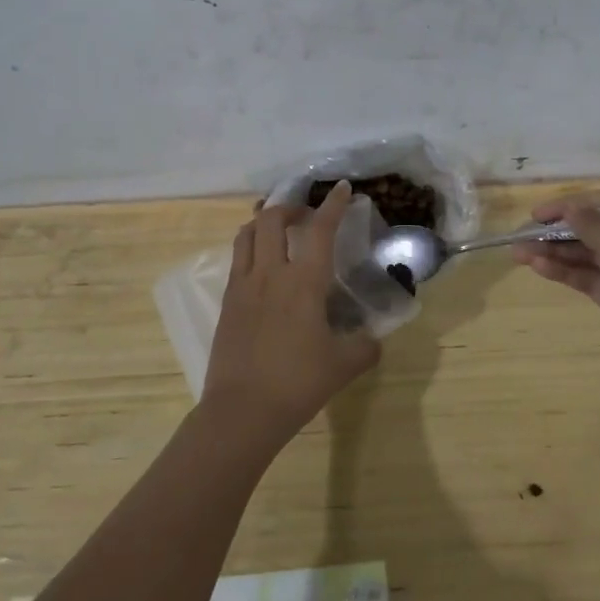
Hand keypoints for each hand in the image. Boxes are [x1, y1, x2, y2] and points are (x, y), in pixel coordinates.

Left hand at [204, 181, 381, 446]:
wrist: (242, 411)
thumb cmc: (298, 383)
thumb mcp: (345, 365)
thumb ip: (365, 345)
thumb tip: (372, 338)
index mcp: (304, 282)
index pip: (320, 230)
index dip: (333, 205)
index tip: (342, 189)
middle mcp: (270, 273)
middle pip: (272, 218)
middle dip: (291, 206)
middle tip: (307, 215)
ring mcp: (243, 286)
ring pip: (247, 233)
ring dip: (265, 221)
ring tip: (279, 228)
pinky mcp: (227, 302)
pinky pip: (237, 259)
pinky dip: (251, 247)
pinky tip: (263, 265)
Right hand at [513, 195, 599, 424]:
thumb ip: (596, 228)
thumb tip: (573, 207)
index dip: (574, 205)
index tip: (539, 214)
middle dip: (560, 231)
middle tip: (522, 235)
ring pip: (592, 255)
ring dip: (557, 252)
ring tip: (519, 254)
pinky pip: (592, 278)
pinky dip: (568, 273)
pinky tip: (539, 268)